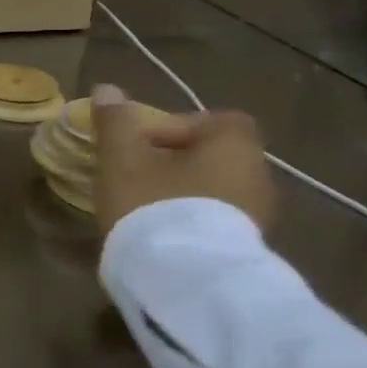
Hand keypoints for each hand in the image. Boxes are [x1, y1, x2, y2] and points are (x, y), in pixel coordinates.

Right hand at [92, 83, 275, 236]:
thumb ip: (115, 122)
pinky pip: (216, 220)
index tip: (142, 144)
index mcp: (235, 146)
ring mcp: (258, 217)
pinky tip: (158, 232)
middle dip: (173, 162)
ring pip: (214, 190)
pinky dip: (190, 219)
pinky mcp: (246, 248)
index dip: (178, 126)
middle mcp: (258, 177)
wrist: (185, 278)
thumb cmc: (154, 203)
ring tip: (141, 206)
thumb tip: (107, 89)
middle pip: (214, 156)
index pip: (217, 121)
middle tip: (135, 175)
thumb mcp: (122, 158)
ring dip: (181, 192)